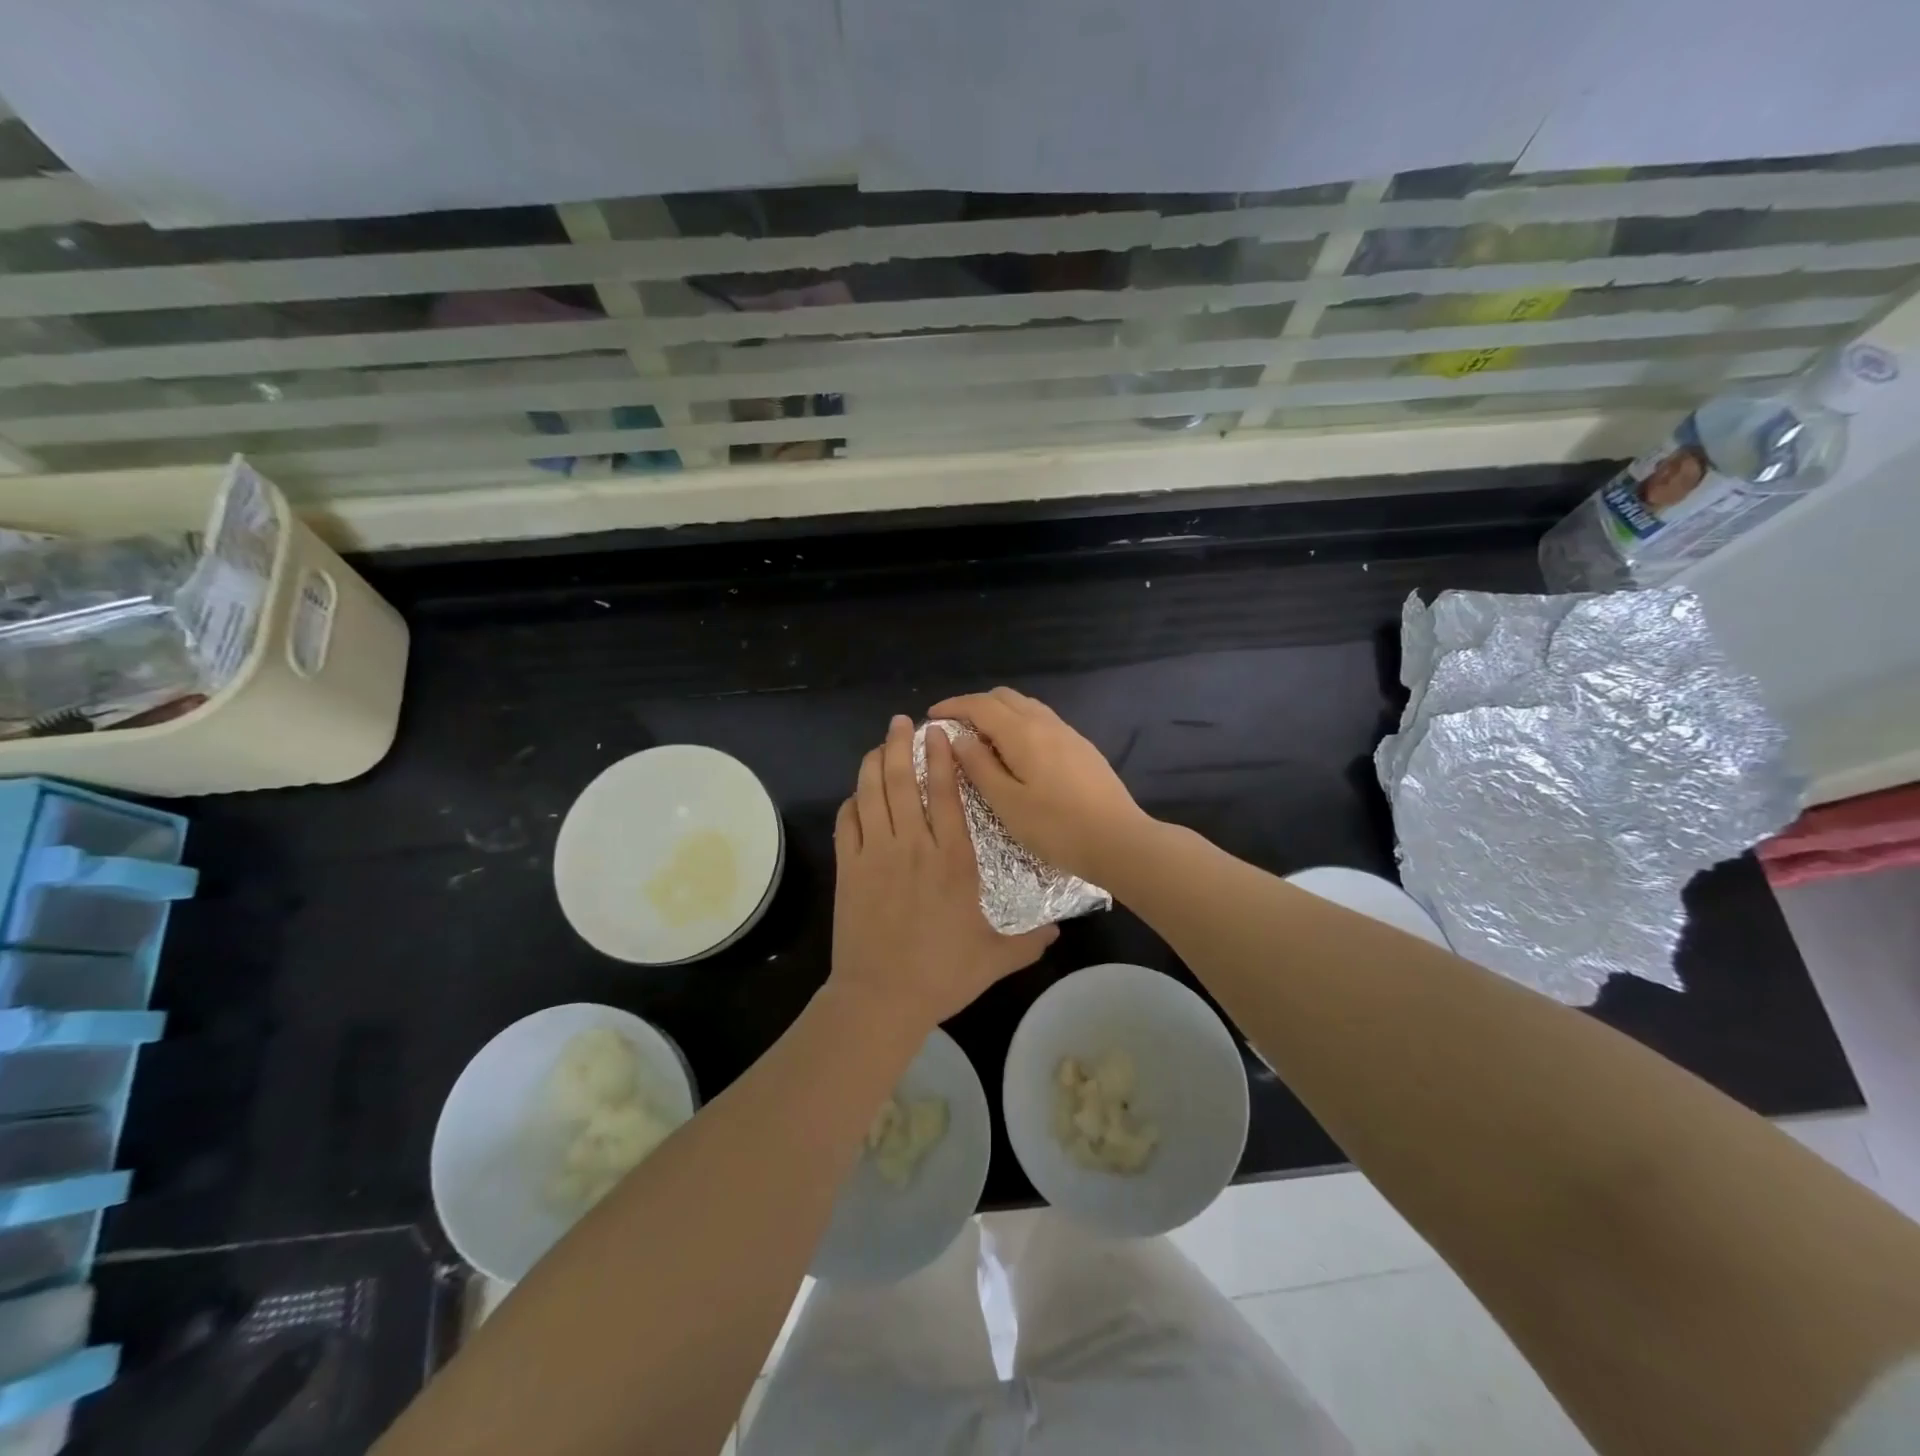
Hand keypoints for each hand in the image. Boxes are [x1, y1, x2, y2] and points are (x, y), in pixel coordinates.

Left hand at [830, 715, 1056, 1031]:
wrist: (882, 997)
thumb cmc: (943, 974)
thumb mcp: (997, 958)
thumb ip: (1030, 940)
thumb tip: (1060, 931)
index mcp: (953, 858)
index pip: (945, 793)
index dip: (940, 757)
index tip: (940, 732)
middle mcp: (913, 845)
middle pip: (901, 781)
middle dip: (899, 745)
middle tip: (900, 722)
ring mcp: (875, 854)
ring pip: (871, 794)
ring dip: (873, 763)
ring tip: (878, 743)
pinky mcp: (848, 869)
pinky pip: (846, 823)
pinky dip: (851, 802)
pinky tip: (856, 795)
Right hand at [927, 688, 1155, 884]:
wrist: (1119, 840)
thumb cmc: (1056, 827)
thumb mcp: (1006, 803)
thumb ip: (979, 766)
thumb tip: (958, 738)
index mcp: (1023, 732)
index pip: (980, 705)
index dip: (953, 706)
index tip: (931, 716)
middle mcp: (1046, 723)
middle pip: (1004, 697)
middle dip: (975, 705)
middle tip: (955, 728)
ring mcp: (1068, 733)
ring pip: (1026, 707)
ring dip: (999, 713)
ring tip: (982, 740)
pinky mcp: (1082, 748)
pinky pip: (1042, 721)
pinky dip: (1019, 725)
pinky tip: (1016, 753)